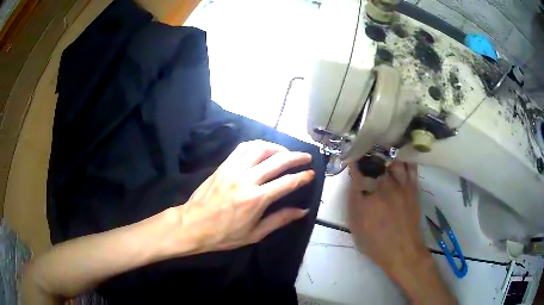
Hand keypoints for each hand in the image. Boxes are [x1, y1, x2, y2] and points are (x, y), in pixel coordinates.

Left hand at [167, 140, 314, 254]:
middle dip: (295, 157)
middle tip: (306, 157)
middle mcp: (246, 180)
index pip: (286, 182)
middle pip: (277, 161)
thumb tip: (302, 211)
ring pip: (259, 149)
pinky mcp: (223, 166)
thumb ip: (279, 220)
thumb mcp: (255, 234)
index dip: (302, 177)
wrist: (192, 225)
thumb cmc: (224, 235)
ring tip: (286, 152)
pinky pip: (242, 148)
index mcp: (256, 199)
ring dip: (277, 147)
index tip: (311, 173)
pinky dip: (256, 145)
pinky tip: (263, 149)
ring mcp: (233, 170)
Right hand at [348, 162, 427, 276]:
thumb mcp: (357, 226)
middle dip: (369, 155)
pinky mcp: (412, 188)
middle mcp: (383, 187)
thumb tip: (354, 184)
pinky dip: (405, 159)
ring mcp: (400, 186)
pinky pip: (410, 167)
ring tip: (383, 151)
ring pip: (393, 160)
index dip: (353, 163)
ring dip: (387, 154)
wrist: (402, 250)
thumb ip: (354, 203)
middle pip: (376, 162)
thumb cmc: (376, 242)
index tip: (351, 158)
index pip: (357, 172)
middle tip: (367, 152)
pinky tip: (401, 156)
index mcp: (366, 197)